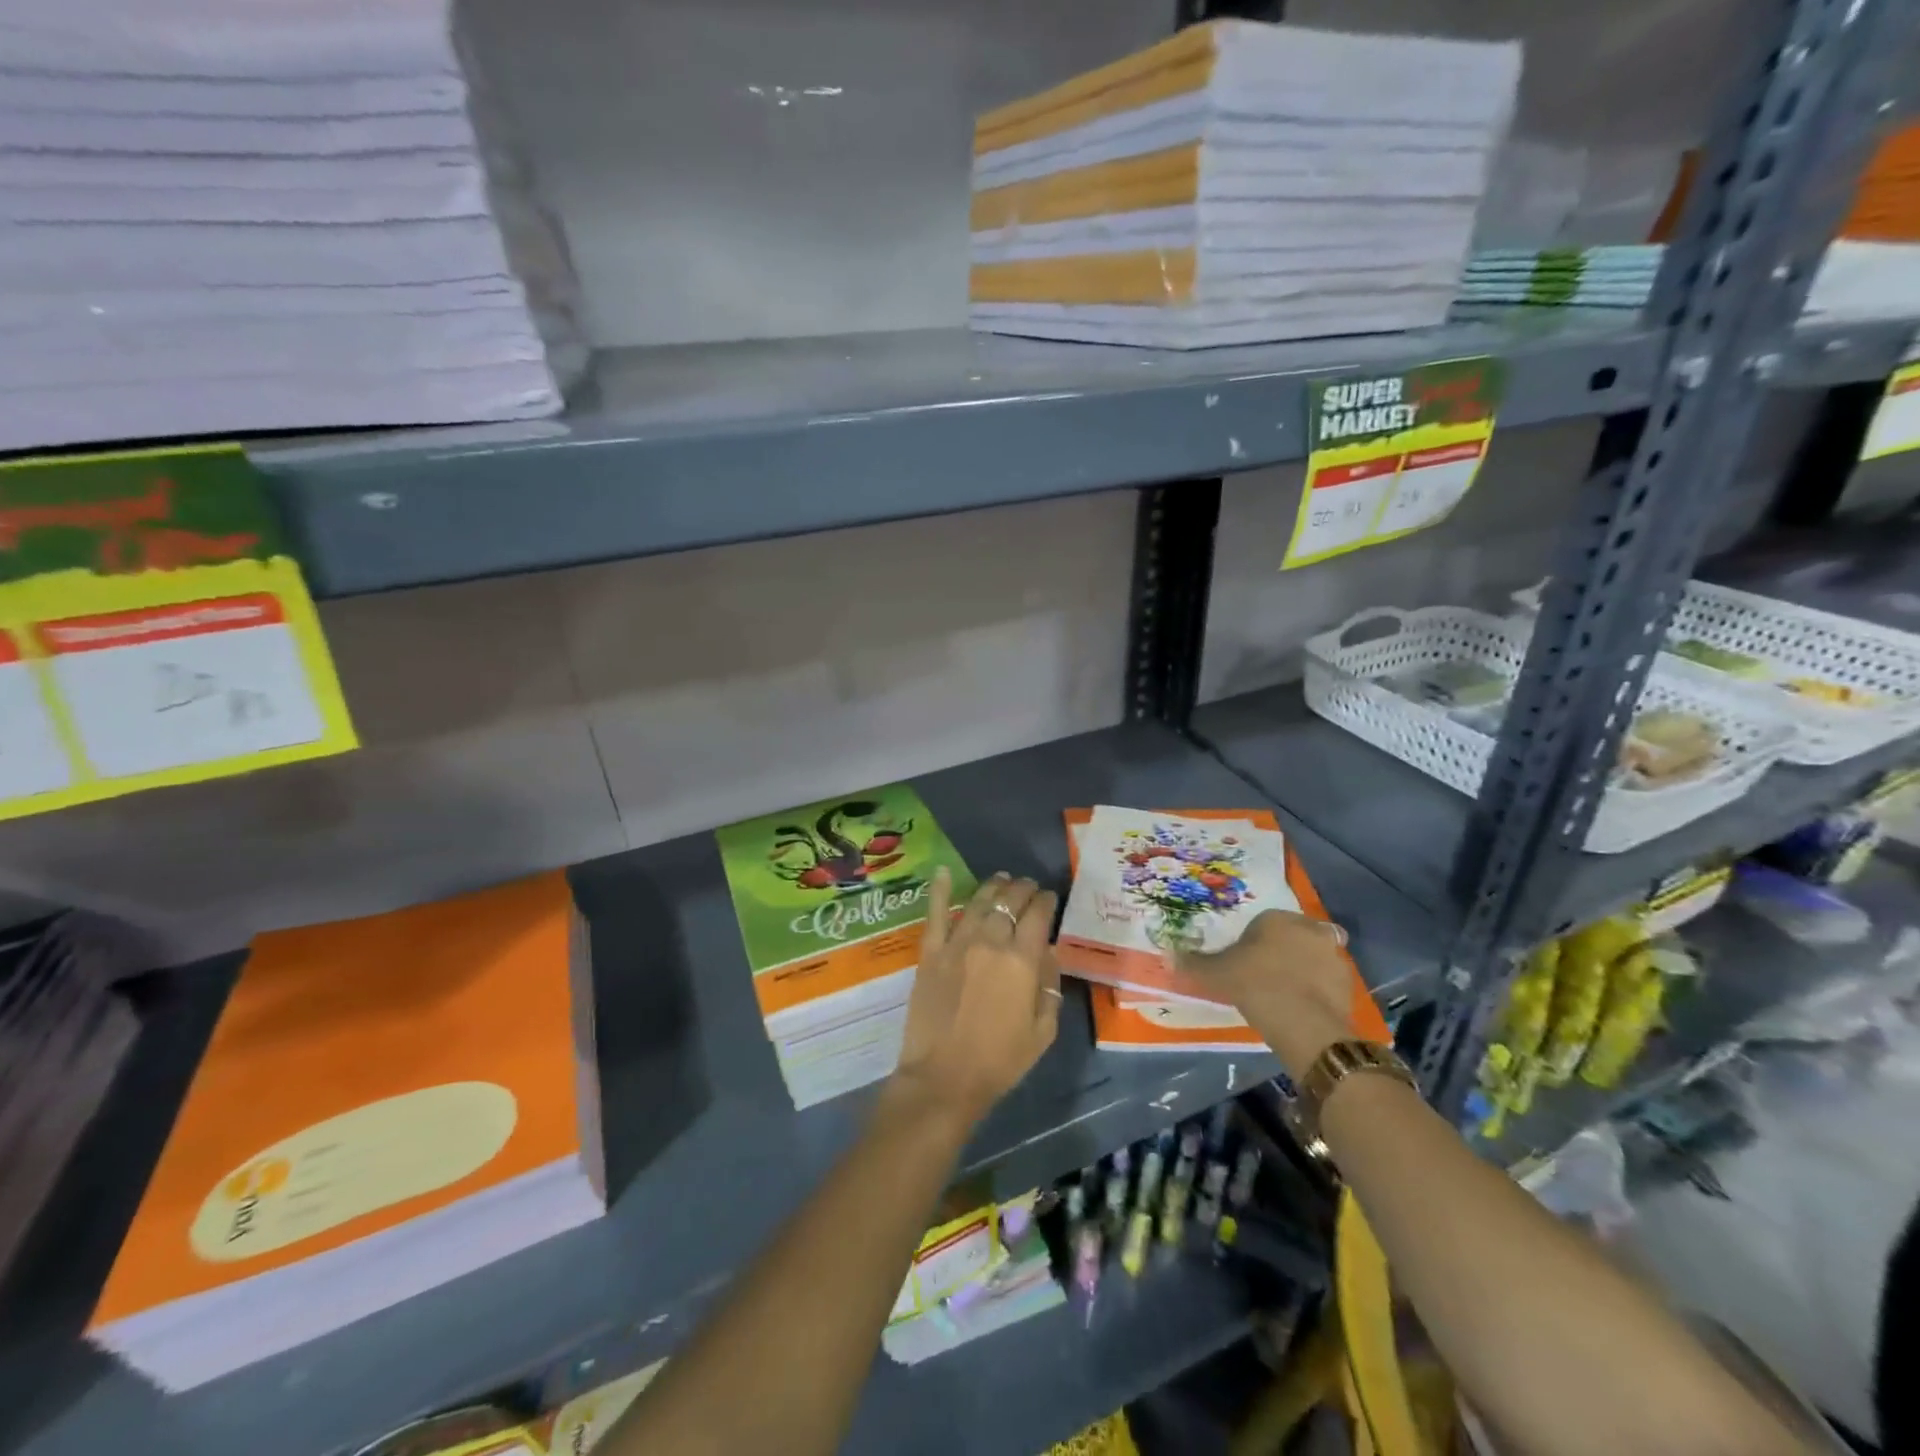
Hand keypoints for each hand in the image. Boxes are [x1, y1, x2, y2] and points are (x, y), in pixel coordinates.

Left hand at [891, 868, 1061, 1125]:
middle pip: (1010, 901)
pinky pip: (936, 913)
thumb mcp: (1043, 1030)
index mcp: (1021, 960)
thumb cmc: (1000, 1061)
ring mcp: (957, 943)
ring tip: (1002, 879)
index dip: (1046, 901)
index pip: (1038, 915)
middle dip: (1023, 889)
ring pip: (979, 901)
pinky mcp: (930, 952)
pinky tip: (944, 872)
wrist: (944, 1078)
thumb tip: (1050, 952)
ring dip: (994, 886)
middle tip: (1028, 887)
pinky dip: (941, 890)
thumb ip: (1049, 985)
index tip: (1050, 898)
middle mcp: (990, 942)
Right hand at [1178, 909, 1352, 1074]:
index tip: (1244, 962)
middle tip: (1265, 975)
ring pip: (1313, 957)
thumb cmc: (1256, 986)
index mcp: (1277, 919)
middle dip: (1283, 950)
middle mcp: (1309, 929)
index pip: (1263, 923)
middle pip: (1292, 936)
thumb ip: (1193, 965)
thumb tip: (1166, 956)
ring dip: (1304, 969)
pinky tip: (1302, 1008)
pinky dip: (1317, 991)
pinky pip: (1327, 982)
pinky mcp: (1348, 983)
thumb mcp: (1217, 975)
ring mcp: (1333, 956)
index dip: (1253, 942)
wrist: (1304, 1024)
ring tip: (1285, 994)